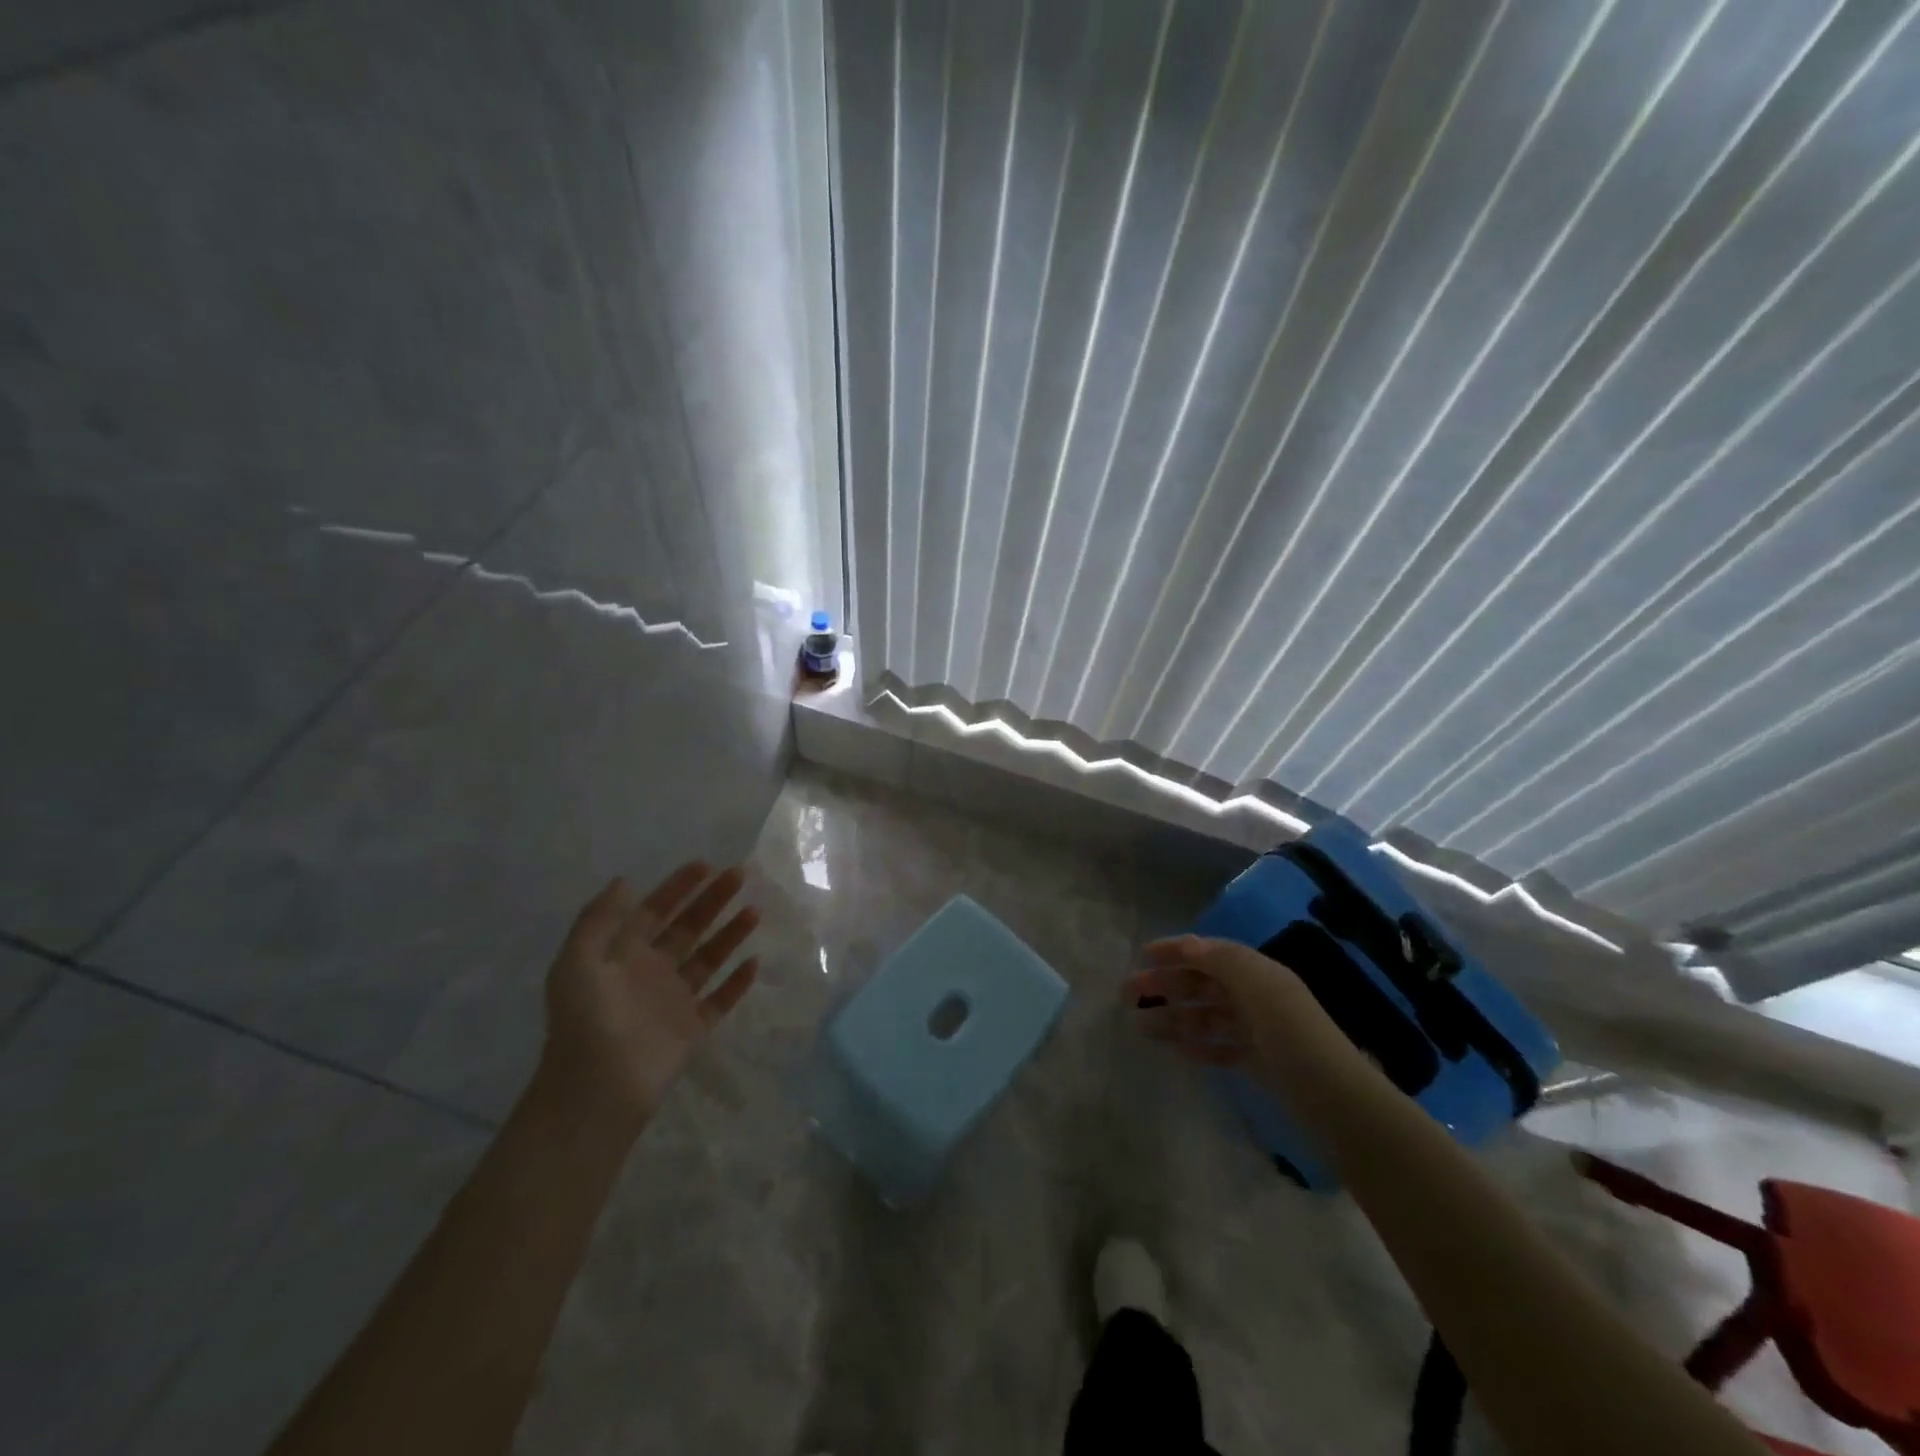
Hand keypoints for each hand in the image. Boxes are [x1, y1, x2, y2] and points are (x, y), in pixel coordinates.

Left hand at [537, 862, 759, 1136]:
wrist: (597, 1089)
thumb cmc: (586, 1020)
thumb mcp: (576, 962)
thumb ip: (598, 920)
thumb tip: (625, 881)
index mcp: (623, 955)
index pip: (655, 911)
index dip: (678, 887)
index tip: (705, 864)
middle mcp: (651, 972)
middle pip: (688, 927)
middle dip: (712, 901)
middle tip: (739, 876)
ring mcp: (674, 1000)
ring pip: (709, 958)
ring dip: (730, 934)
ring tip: (754, 911)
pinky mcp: (693, 1028)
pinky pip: (721, 999)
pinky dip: (738, 982)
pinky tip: (755, 961)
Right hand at [1125, 934, 1306, 1070]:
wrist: (1336, 1100)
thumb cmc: (1293, 1035)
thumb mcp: (1259, 987)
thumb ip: (1222, 960)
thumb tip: (1188, 944)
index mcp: (1257, 972)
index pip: (1209, 951)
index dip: (1176, 950)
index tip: (1142, 955)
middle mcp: (1255, 995)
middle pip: (1202, 982)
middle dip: (1166, 984)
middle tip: (1128, 995)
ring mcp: (1256, 1029)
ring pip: (1205, 1016)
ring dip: (1174, 1017)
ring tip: (1142, 1029)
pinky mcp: (1257, 1061)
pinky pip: (1219, 1046)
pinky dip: (1197, 1045)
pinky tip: (1176, 1051)